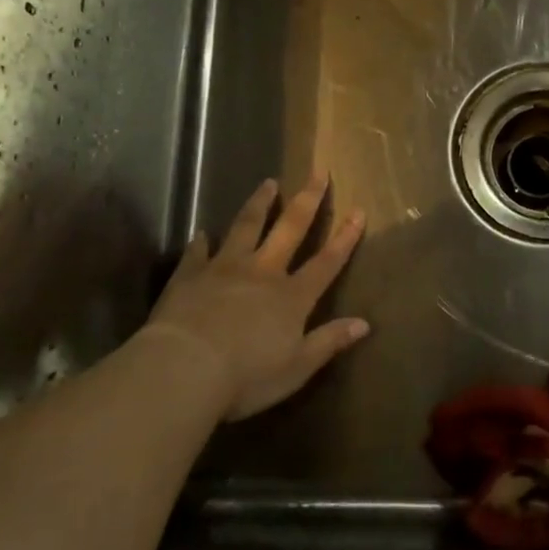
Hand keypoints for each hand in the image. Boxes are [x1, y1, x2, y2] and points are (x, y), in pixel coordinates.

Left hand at [135, 176, 367, 421]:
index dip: (345, 237)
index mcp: (292, 297)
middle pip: (290, 229)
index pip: (326, 262)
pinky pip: (198, 253)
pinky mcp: (190, 276)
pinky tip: (203, 232)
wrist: (184, 369)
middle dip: (308, 201)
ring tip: (268, 183)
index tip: (358, 210)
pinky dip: (202, 242)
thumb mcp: (298, 367)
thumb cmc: (247, 376)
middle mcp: (263, 273)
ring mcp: (225, 269)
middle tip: (318, 173)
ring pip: (246, 228)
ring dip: (259, 204)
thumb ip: (329, 342)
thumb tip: (364, 324)